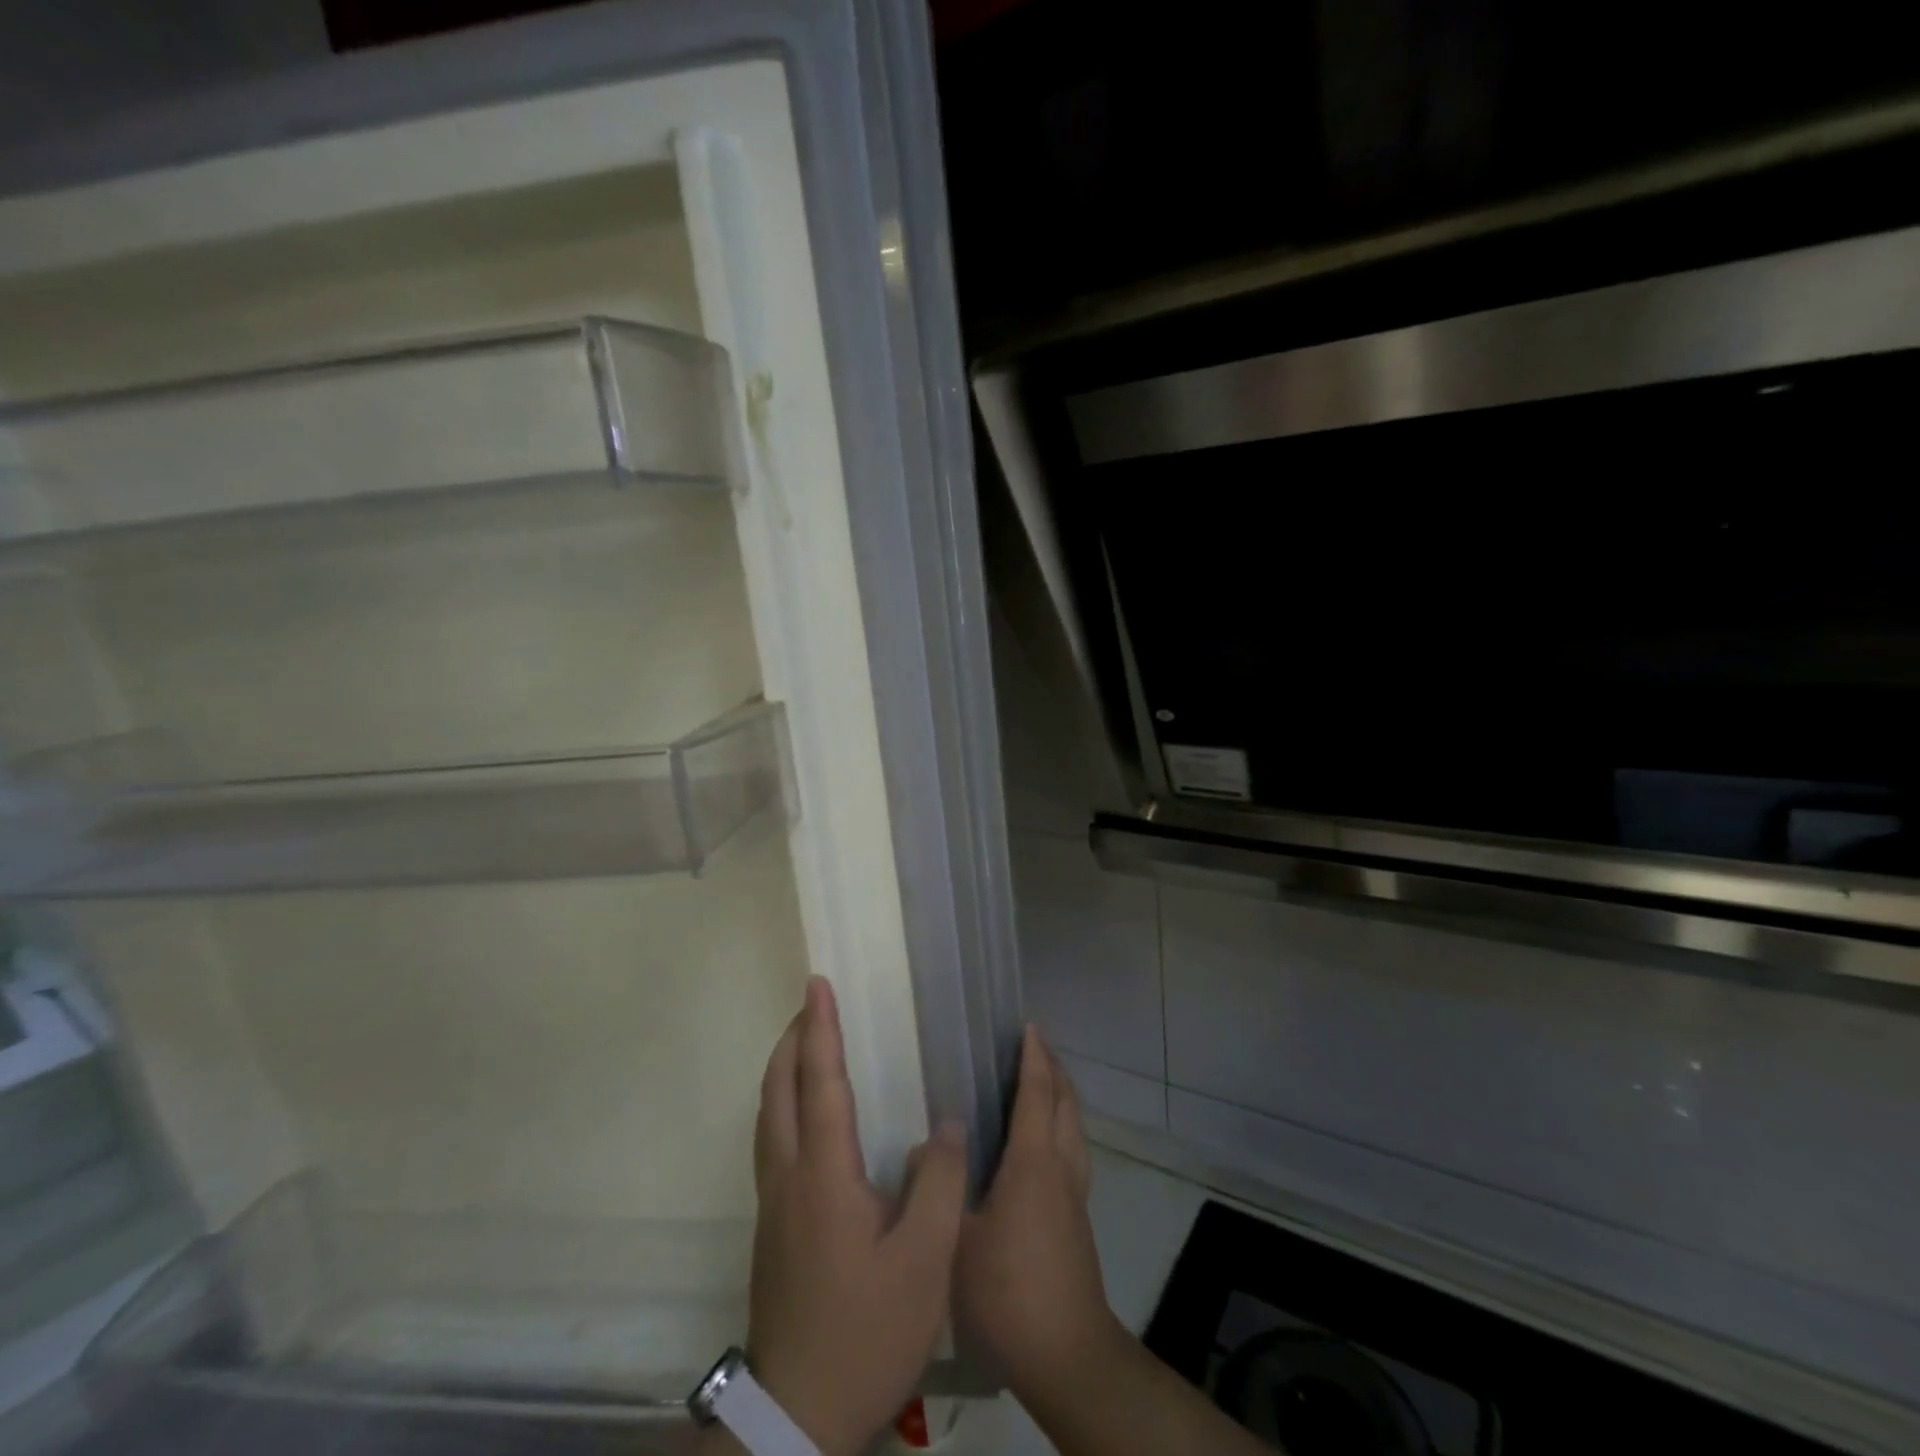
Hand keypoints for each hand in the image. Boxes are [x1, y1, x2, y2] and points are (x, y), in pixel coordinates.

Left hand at [739, 976, 967, 1455]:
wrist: (799, 1415)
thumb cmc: (867, 1331)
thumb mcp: (924, 1263)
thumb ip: (939, 1184)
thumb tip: (945, 1122)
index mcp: (824, 1174)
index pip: (819, 1081)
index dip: (819, 1028)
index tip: (817, 984)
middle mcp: (789, 1176)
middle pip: (777, 1090)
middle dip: (791, 1039)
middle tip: (813, 1004)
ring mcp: (773, 1203)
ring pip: (767, 1115)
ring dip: (782, 1069)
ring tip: (807, 1045)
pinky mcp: (772, 1227)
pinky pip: (771, 1140)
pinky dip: (783, 1103)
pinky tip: (807, 1117)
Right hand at [955, 1026, 1123, 1403]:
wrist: (1066, 1354)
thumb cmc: (1007, 1293)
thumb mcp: (956, 1242)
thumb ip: (940, 1189)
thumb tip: (925, 1147)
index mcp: (1033, 1163)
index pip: (1037, 1094)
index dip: (1034, 1058)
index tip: (1028, 1027)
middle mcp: (1061, 1168)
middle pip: (1066, 1103)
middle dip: (1054, 1069)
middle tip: (1035, 1045)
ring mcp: (1075, 1194)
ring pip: (1075, 1127)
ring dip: (1063, 1096)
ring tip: (1044, 1082)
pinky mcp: (1079, 1219)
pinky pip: (1075, 1151)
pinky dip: (1064, 1126)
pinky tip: (1045, 1145)